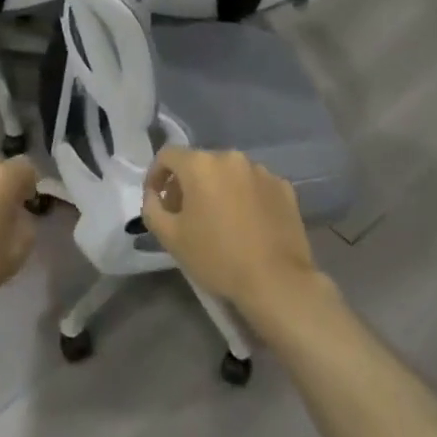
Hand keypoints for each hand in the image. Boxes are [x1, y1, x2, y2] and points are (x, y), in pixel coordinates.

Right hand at [143, 148, 323, 319]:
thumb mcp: (170, 237)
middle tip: (185, 214)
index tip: (157, 199)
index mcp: (200, 164)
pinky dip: (245, 197)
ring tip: (219, 220)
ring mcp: (261, 170)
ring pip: (229, 173)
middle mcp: (231, 158)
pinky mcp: (284, 187)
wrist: (276, 281)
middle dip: (187, 184)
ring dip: (218, 189)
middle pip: (199, 163)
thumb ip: (152, 208)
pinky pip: (254, 185)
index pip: (167, 155)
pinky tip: (247, 224)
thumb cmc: (217, 257)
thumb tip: (154, 195)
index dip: (156, 175)